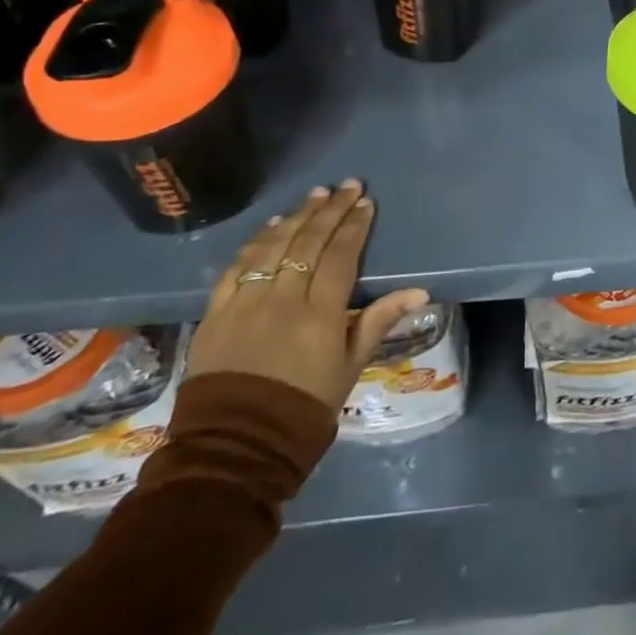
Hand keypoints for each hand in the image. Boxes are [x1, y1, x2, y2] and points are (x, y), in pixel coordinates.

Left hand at [187, 182, 428, 413]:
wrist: (234, 449)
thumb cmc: (303, 410)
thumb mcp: (350, 369)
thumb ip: (378, 322)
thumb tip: (420, 291)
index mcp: (319, 315)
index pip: (340, 256)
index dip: (354, 226)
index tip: (365, 202)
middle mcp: (282, 299)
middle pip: (308, 242)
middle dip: (330, 210)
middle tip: (347, 186)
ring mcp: (245, 303)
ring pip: (273, 247)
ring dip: (296, 216)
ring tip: (315, 195)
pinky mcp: (215, 313)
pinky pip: (236, 267)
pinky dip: (255, 242)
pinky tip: (271, 226)